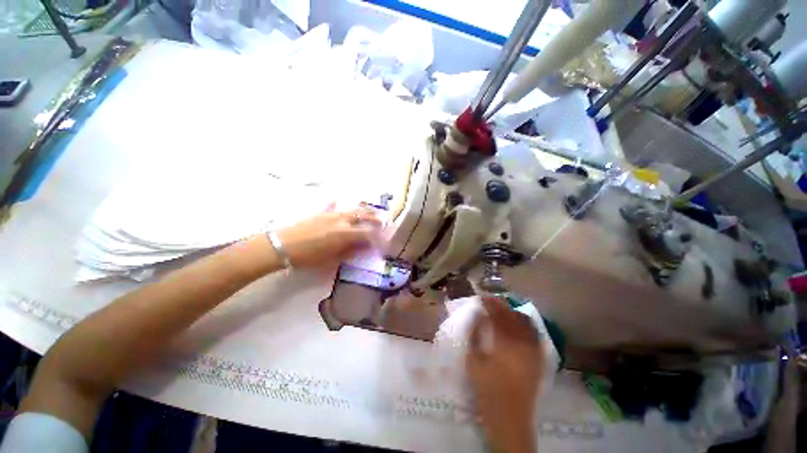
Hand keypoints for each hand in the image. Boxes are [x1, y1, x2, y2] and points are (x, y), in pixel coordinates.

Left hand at [276, 205, 380, 267]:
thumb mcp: (332, 258)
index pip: (368, 233)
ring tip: (372, 211)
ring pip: (353, 210)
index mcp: (345, 233)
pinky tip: (340, 203)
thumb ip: (351, 251)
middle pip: (363, 216)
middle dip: (376, 219)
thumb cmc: (308, 256)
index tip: (384, 241)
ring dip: (364, 211)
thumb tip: (365, 247)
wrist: (282, 245)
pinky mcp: (322, 212)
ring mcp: (332, 214)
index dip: (378, 237)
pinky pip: (336, 207)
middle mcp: (342, 220)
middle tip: (384, 221)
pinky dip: (341, 206)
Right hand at [467, 297, 544, 452]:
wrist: (510, 418)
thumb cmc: (488, 390)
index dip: (490, 304)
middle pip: (513, 317)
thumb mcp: (474, 362)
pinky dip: (525, 324)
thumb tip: (478, 317)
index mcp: (506, 344)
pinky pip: (534, 335)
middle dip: (501, 305)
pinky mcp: (538, 360)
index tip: (482, 297)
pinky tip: (518, 324)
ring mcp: (533, 352)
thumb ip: (475, 336)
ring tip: (502, 310)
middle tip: (490, 300)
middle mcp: (523, 344)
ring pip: (526, 323)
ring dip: (513, 313)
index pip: (499, 316)